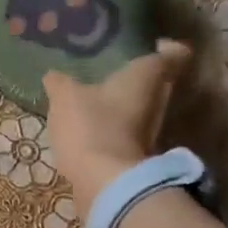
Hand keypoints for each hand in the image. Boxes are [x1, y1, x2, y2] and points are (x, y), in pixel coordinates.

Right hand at [42, 40, 192, 203]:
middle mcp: (158, 100)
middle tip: (109, 68)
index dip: (164, 47)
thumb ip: (59, 83)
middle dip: (136, 75)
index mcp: (146, 76)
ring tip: (92, 95)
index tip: (146, 44)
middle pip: (157, 81)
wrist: (104, 182)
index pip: (173, 53)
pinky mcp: (136, 152)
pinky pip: (127, 130)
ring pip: (141, 107)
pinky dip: (113, 126)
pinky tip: (88, 125)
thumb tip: (53, 75)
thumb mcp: (65, 97)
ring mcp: (150, 130)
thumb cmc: (91, 126)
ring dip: (122, 102)